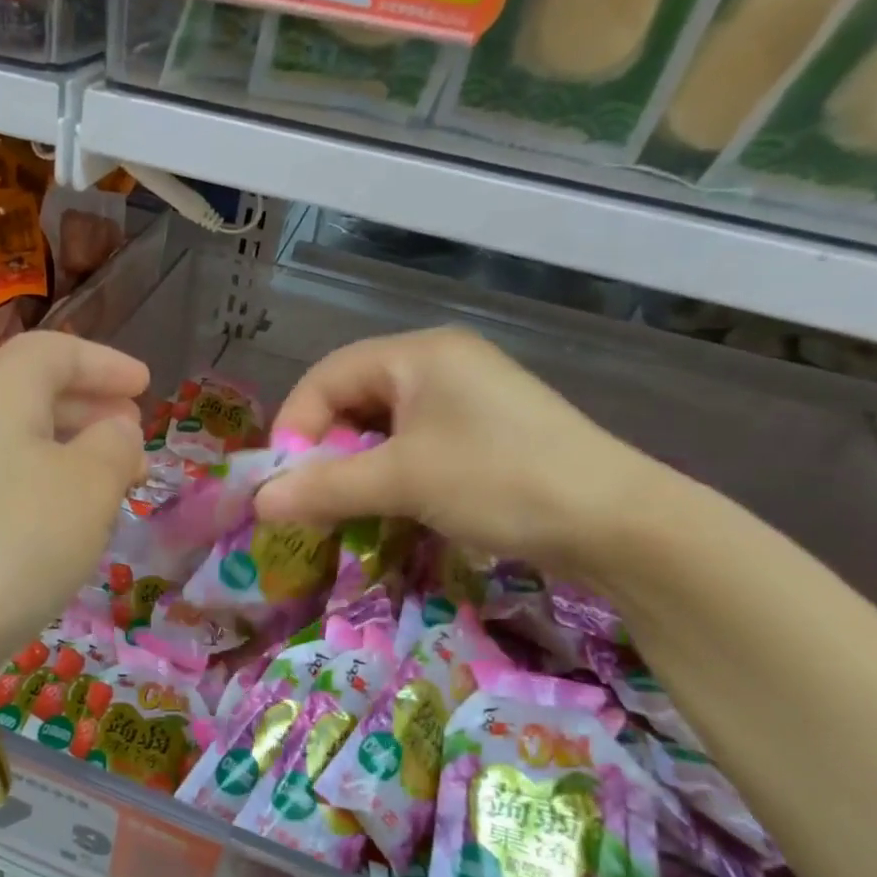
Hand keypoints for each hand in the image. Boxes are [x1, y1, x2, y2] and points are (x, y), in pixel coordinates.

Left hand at [0, 332, 146, 697]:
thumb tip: (117, 427)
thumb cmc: (16, 539)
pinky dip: (44, 487)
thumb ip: (115, 445)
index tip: (145, 383)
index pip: (53, 351)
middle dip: (91, 407)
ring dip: (71, 451)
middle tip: (134, 433)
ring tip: (114, 481)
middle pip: (33, 393)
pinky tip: (67, 523)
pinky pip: (2, 482)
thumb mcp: (89, 486)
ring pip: (19, 442)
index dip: (104, 362)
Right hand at [253, 327, 667, 577]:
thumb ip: (324, 488)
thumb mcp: (402, 482)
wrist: (618, 522)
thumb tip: (258, 503)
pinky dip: (390, 474)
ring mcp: (466, 397)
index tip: (282, 482)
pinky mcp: (484, 431)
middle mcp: (439, 364)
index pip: (327, 377)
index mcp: (418, 354)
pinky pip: (415, 444)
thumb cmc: (499, 481)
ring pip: (383, 426)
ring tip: (343, 508)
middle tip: (310, 498)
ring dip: (355, 467)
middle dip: (324, 450)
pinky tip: (388, 507)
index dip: (296, 427)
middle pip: (353, 398)